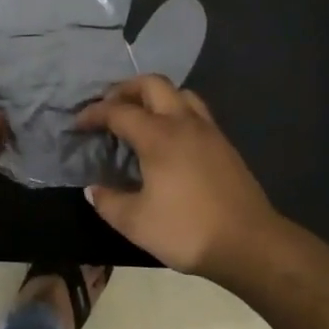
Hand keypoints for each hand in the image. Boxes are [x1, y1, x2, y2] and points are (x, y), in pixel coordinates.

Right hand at [76, 75, 282, 281]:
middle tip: (110, 108)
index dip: (94, 113)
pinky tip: (169, 138)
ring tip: (140, 117)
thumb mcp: (136, 223)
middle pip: (152, 84)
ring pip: (178, 93)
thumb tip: (93, 189)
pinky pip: (194, 111)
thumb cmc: (188, 229)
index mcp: (158, 135)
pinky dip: (174, 111)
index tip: (78, 123)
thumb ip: (108, 202)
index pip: (118, 111)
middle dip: (125, 89)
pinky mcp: (223, 144)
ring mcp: (208, 130)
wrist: (250, 244)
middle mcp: (182, 122)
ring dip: (154, 96)